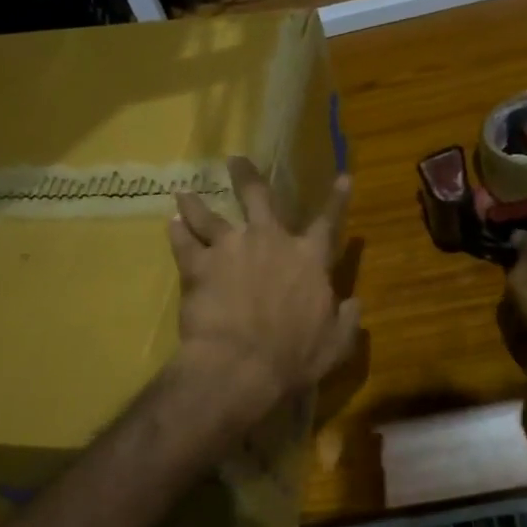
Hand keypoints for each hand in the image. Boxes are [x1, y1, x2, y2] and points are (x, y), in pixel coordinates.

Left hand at [169, 157, 359, 428]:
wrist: (241, 366)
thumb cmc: (293, 357)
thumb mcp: (334, 344)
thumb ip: (346, 320)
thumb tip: (356, 303)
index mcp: (308, 259)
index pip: (328, 222)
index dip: (337, 199)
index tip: (343, 176)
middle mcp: (270, 241)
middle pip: (258, 198)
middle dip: (247, 177)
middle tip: (235, 160)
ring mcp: (231, 249)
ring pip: (210, 216)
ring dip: (196, 204)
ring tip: (184, 193)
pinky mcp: (199, 266)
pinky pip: (184, 243)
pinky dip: (176, 232)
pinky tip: (170, 223)